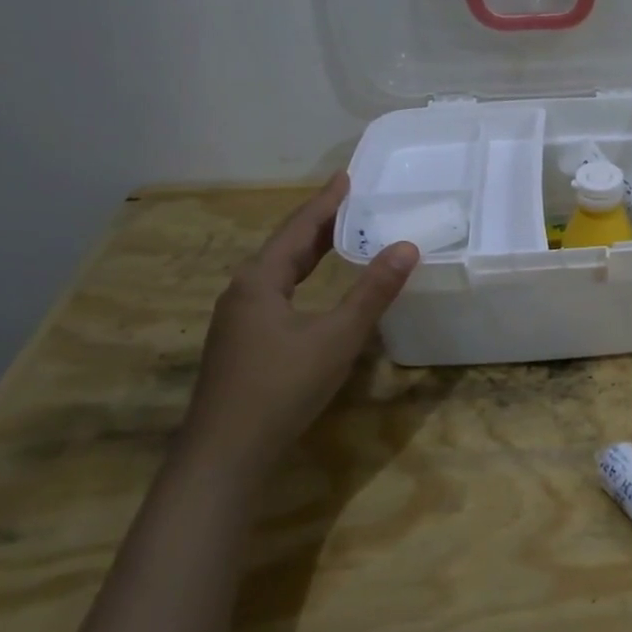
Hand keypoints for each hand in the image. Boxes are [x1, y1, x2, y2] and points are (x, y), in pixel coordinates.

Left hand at [185, 172, 417, 468]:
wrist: (225, 455)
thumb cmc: (281, 388)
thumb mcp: (336, 338)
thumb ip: (372, 292)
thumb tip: (406, 247)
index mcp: (260, 280)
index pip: (298, 228)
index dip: (325, 202)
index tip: (346, 177)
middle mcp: (243, 291)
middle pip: (285, 245)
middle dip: (319, 223)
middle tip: (351, 202)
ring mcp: (238, 319)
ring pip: (278, 271)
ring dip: (309, 250)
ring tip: (339, 237)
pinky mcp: (241, 343)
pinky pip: (276, 292)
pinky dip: (302, 277)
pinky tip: (313, 289)